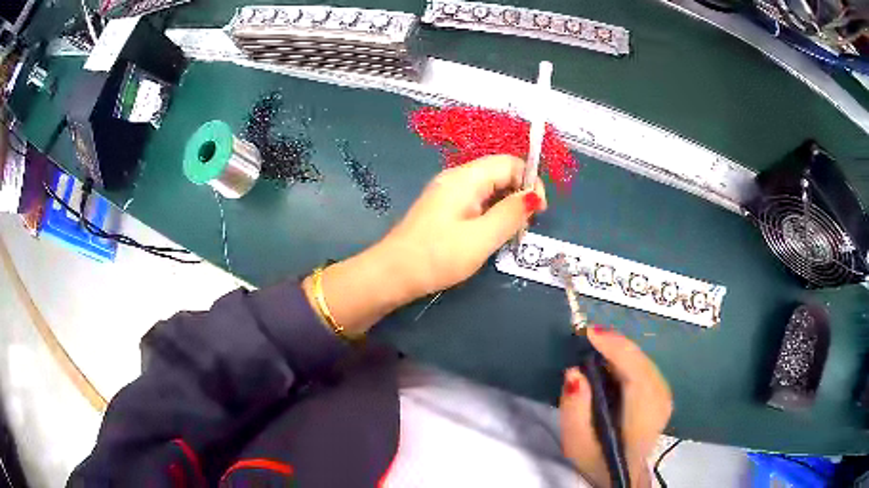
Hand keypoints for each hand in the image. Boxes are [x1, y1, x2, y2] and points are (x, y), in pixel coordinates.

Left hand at [380, 154, 546, 297]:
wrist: (392, 274)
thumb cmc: (438, 256)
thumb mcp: (482, 238)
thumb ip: (511, 214)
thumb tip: (534, 195)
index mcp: (465, 178)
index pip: (509, 163)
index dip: (530, 181)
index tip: (540, 211)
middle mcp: (456, 178)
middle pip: (499, 173)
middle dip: (519, 195)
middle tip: (524, 227)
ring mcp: (447, 193)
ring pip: (488, 189)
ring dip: (506, 207)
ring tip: (510, 234)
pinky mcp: (442, 208)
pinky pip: (475, 201)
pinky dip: (490, 214)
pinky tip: (491, 235)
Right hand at [560, 328, 672, 487]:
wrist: (623, 473)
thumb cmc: (598, 460)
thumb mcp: (576, 443)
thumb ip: (574, 409)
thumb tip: (574, 372)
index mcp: (642, 416)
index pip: (635, 373)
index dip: (615, 348)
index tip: (590, 332)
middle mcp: (660, 400)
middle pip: (641, 362)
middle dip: (615, 344)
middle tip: (587, 335)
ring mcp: (665, 395)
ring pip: (644, 361)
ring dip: (621, 349)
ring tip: (596, 342)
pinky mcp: (662, 392)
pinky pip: (645, 365)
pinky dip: (628, 357)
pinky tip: (612, 357)